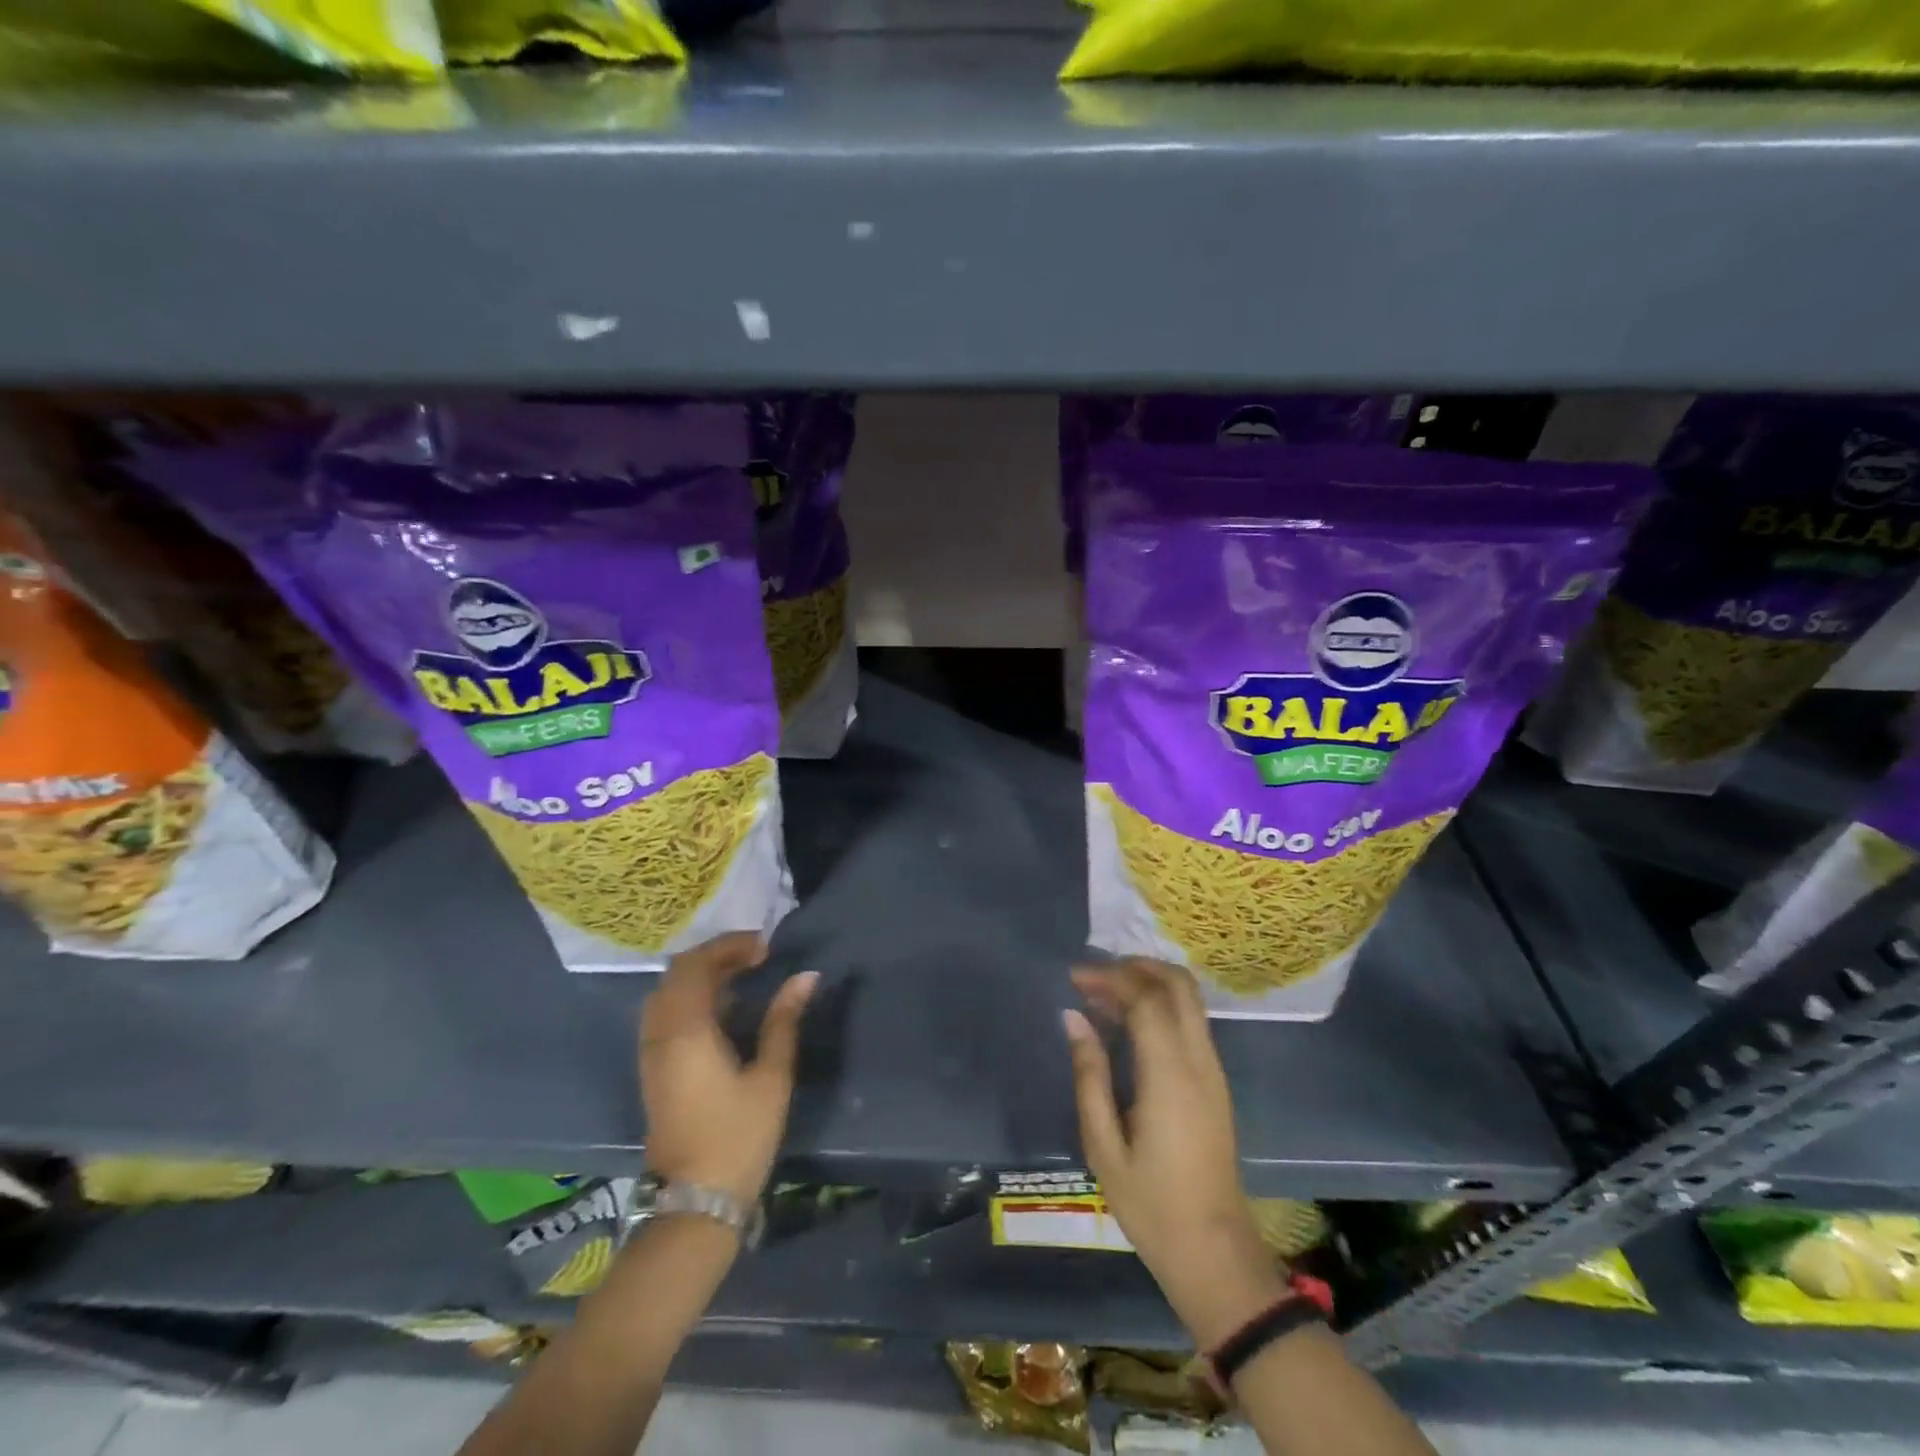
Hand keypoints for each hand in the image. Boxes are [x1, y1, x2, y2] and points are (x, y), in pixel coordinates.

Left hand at [640, 933, 817, 1206]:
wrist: (695, 1201)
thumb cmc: (739, 1136)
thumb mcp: (771, 1076)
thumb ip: (784, 1020)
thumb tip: (805, 977)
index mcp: (687, 1030)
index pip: (696, 965)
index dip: (728, 947)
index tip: (764, 949)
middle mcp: (661, 1034)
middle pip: (676, 973)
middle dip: (715, 957)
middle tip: (755, 959)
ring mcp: (651, 1053)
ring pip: (666, 993)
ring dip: (700, 977)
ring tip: (740, 979)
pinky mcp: (652, 1071)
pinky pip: (664, 1014)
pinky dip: (689, 998)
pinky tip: (721, 1011)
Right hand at [1063, 959, 1285, 1347]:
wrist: (1213, 1251)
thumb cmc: (1151, 1204)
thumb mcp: (1103, 1145)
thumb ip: (1089, 1074)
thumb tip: (1074, 1017)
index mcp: (1170, 1075)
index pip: (1146, 999)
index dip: (1110, 978)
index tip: (1074, 978)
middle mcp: (1199, 1061)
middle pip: (1179, 984)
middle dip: (1136, 967)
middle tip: (1094, 977)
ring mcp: (1213, 1070)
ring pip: (1189, 1000)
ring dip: (1149, 984)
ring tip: (1103, 997)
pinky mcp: (1215, 1082)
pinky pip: (1190, 1022)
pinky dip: (1160, 1006)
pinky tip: (1127, 1025)